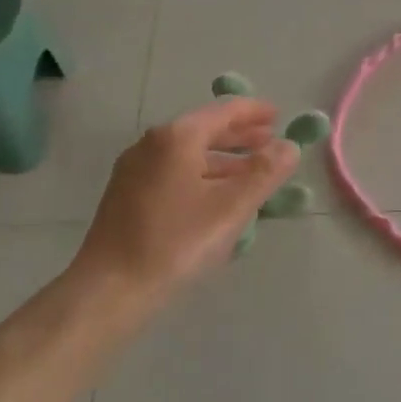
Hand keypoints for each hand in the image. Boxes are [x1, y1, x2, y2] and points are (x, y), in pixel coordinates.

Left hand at [69, 97, 299, 316]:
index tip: (279, 116)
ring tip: (251, 173)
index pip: (224, 112)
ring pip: (189, 154)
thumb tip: (290, 146)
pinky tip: (216, 196)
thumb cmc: (176, 242)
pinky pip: (174, 173)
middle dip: (240, 136)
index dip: (254, 112)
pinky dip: (202, 175)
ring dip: (223, 159)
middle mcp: (152, 145)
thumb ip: (266, 173)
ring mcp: (135, 170)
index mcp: (177, 138)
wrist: (110, 290)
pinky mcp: (127, 196)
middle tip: (271, 142)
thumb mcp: (232, 207)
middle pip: (204, 130)